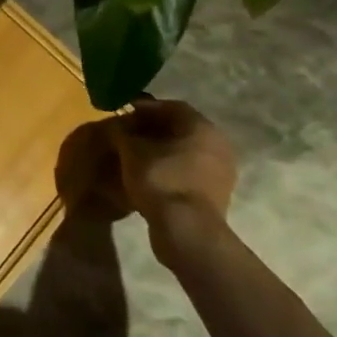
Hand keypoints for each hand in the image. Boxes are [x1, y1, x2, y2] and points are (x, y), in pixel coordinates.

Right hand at [104, 100, 238, 264]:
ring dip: (159, 151)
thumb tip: (117, 126)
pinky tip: (146, 176)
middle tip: (126, 133)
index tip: (122, 112)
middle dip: (151, 130)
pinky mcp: (215, 196)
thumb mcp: (131, 150)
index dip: (144, 107)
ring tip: (133, 156)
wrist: (186, 230)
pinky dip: (168, 169)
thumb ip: (123, 132)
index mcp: (202, 127)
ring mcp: (220, 173)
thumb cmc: (160, 178)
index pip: (171, 107)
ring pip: (183, 152)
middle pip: (179, 129)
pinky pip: (187, 172)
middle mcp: (218, 145)